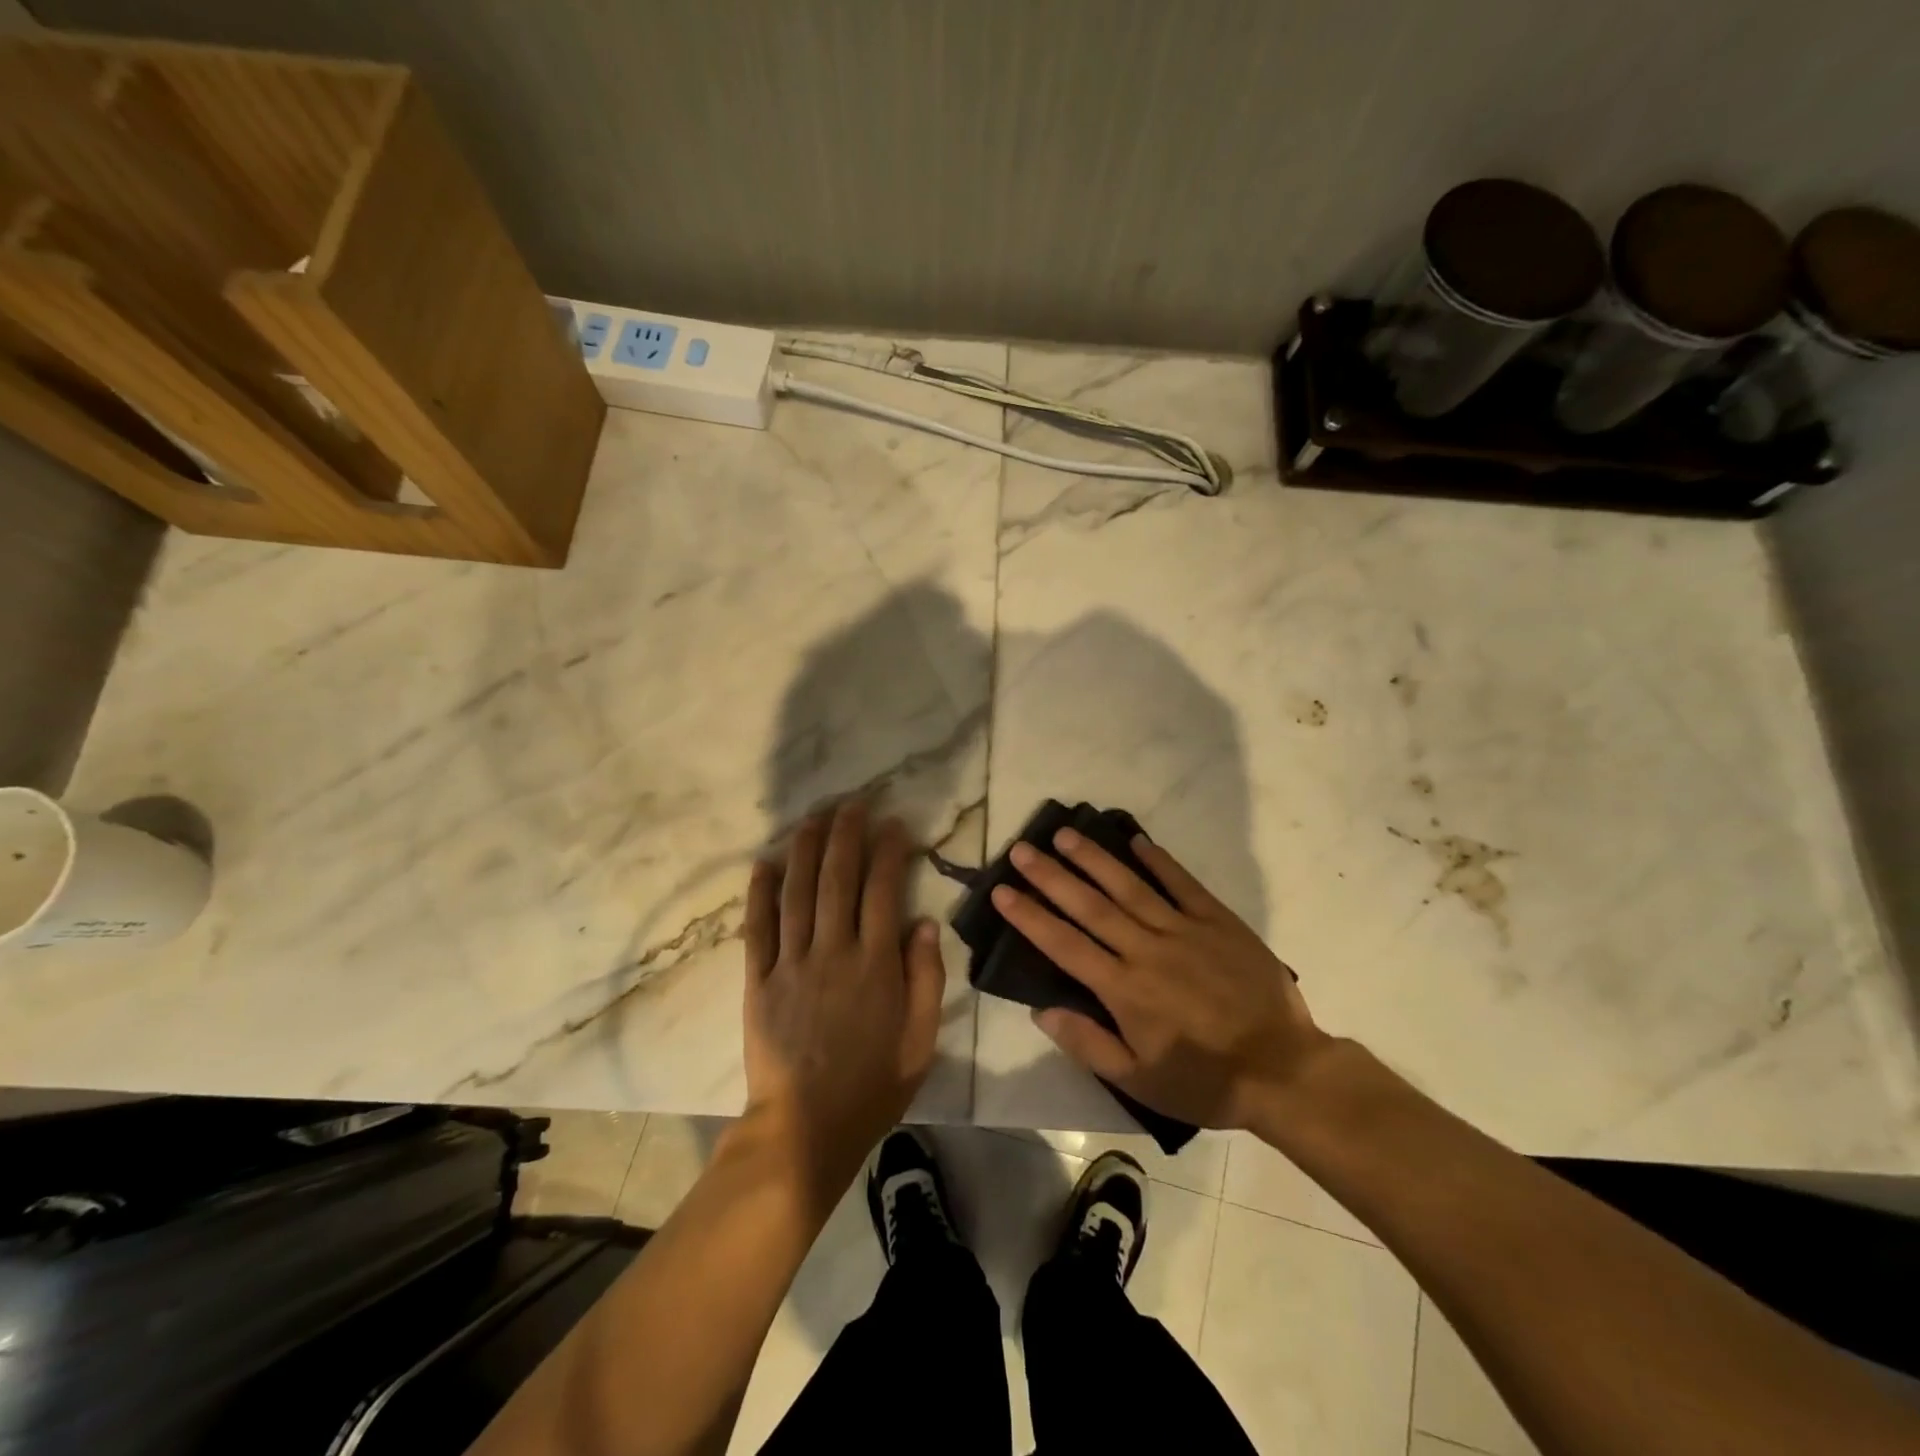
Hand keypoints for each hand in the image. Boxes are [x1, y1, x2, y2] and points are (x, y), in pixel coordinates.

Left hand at [742, 800, 945, 1208]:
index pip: (883, 891)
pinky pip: (757, 929)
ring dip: (804, 850)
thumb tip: (923, 922)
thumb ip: (925, 978)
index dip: (889, 851)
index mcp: (874, 965)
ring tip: (812, 817)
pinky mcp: (757, 981)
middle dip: (845, 834)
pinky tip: (763, 863)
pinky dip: (759, 893)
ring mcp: (790, 964)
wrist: (804, 1130)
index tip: (893, 824)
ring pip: (796, 893)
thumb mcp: (919, 1041)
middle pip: (837, 879)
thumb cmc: (871, 1086)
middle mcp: (832, 952)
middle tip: (852, 803)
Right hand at [991, 828, 1330, 1130]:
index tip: (1002, 891)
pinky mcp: (1218, 921)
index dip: (1029, 916)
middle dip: (1051, 876)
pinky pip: (1182, 884)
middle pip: (1090, 906)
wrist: (1283, 1071)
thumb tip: (1041, 1010)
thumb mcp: (1139, 1080)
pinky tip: (1137, 839)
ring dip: (1095, 859)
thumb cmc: (1204, 1081)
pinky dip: (1159, 861)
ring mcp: (1184, 930)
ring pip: (1130, 886)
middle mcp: (1146, 950)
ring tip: (1065, 834)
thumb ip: (1088, 1043)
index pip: (1064, 944)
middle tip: (1022, 849)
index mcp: (1124, 989)